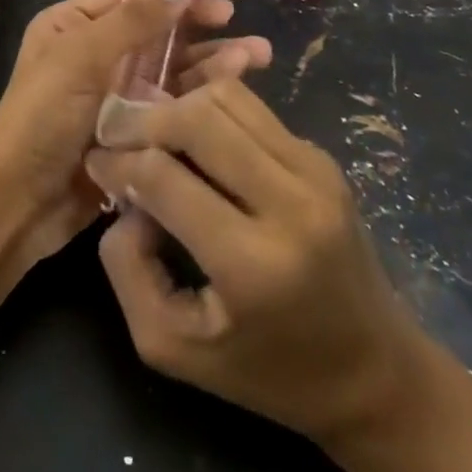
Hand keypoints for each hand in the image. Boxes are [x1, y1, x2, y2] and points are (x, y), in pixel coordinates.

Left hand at [0, 0, 271, 268]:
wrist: (15, 203)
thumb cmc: (41, 117)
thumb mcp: (82, 59)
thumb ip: (135, 21)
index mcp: (75, 25)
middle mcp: (96, 54)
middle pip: (157, 30)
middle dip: (198, 22)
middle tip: (236, 19)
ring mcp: (116, 95)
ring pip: (171, 68)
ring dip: (209, 60)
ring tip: (255, 56)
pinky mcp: (134, 133)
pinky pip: (172, 106)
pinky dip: (201, 96)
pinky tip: (233, 90)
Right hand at [84, 79, 425, 452]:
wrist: (375, 373)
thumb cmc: (268, 371)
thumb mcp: (174, 348)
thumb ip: (129, 268)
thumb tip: (125, 197)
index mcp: (253, 264)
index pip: (164, 176)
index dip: (118, 161)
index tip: (96, 162)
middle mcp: (291, 204)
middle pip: (198, 118)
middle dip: (144, 119)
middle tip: (116, 133)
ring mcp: (314, 172)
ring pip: (227, 97)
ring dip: (178, 106)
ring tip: (154, 132)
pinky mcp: (322, 157)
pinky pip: (252, 109)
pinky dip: (211, 111)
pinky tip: (194, 138)